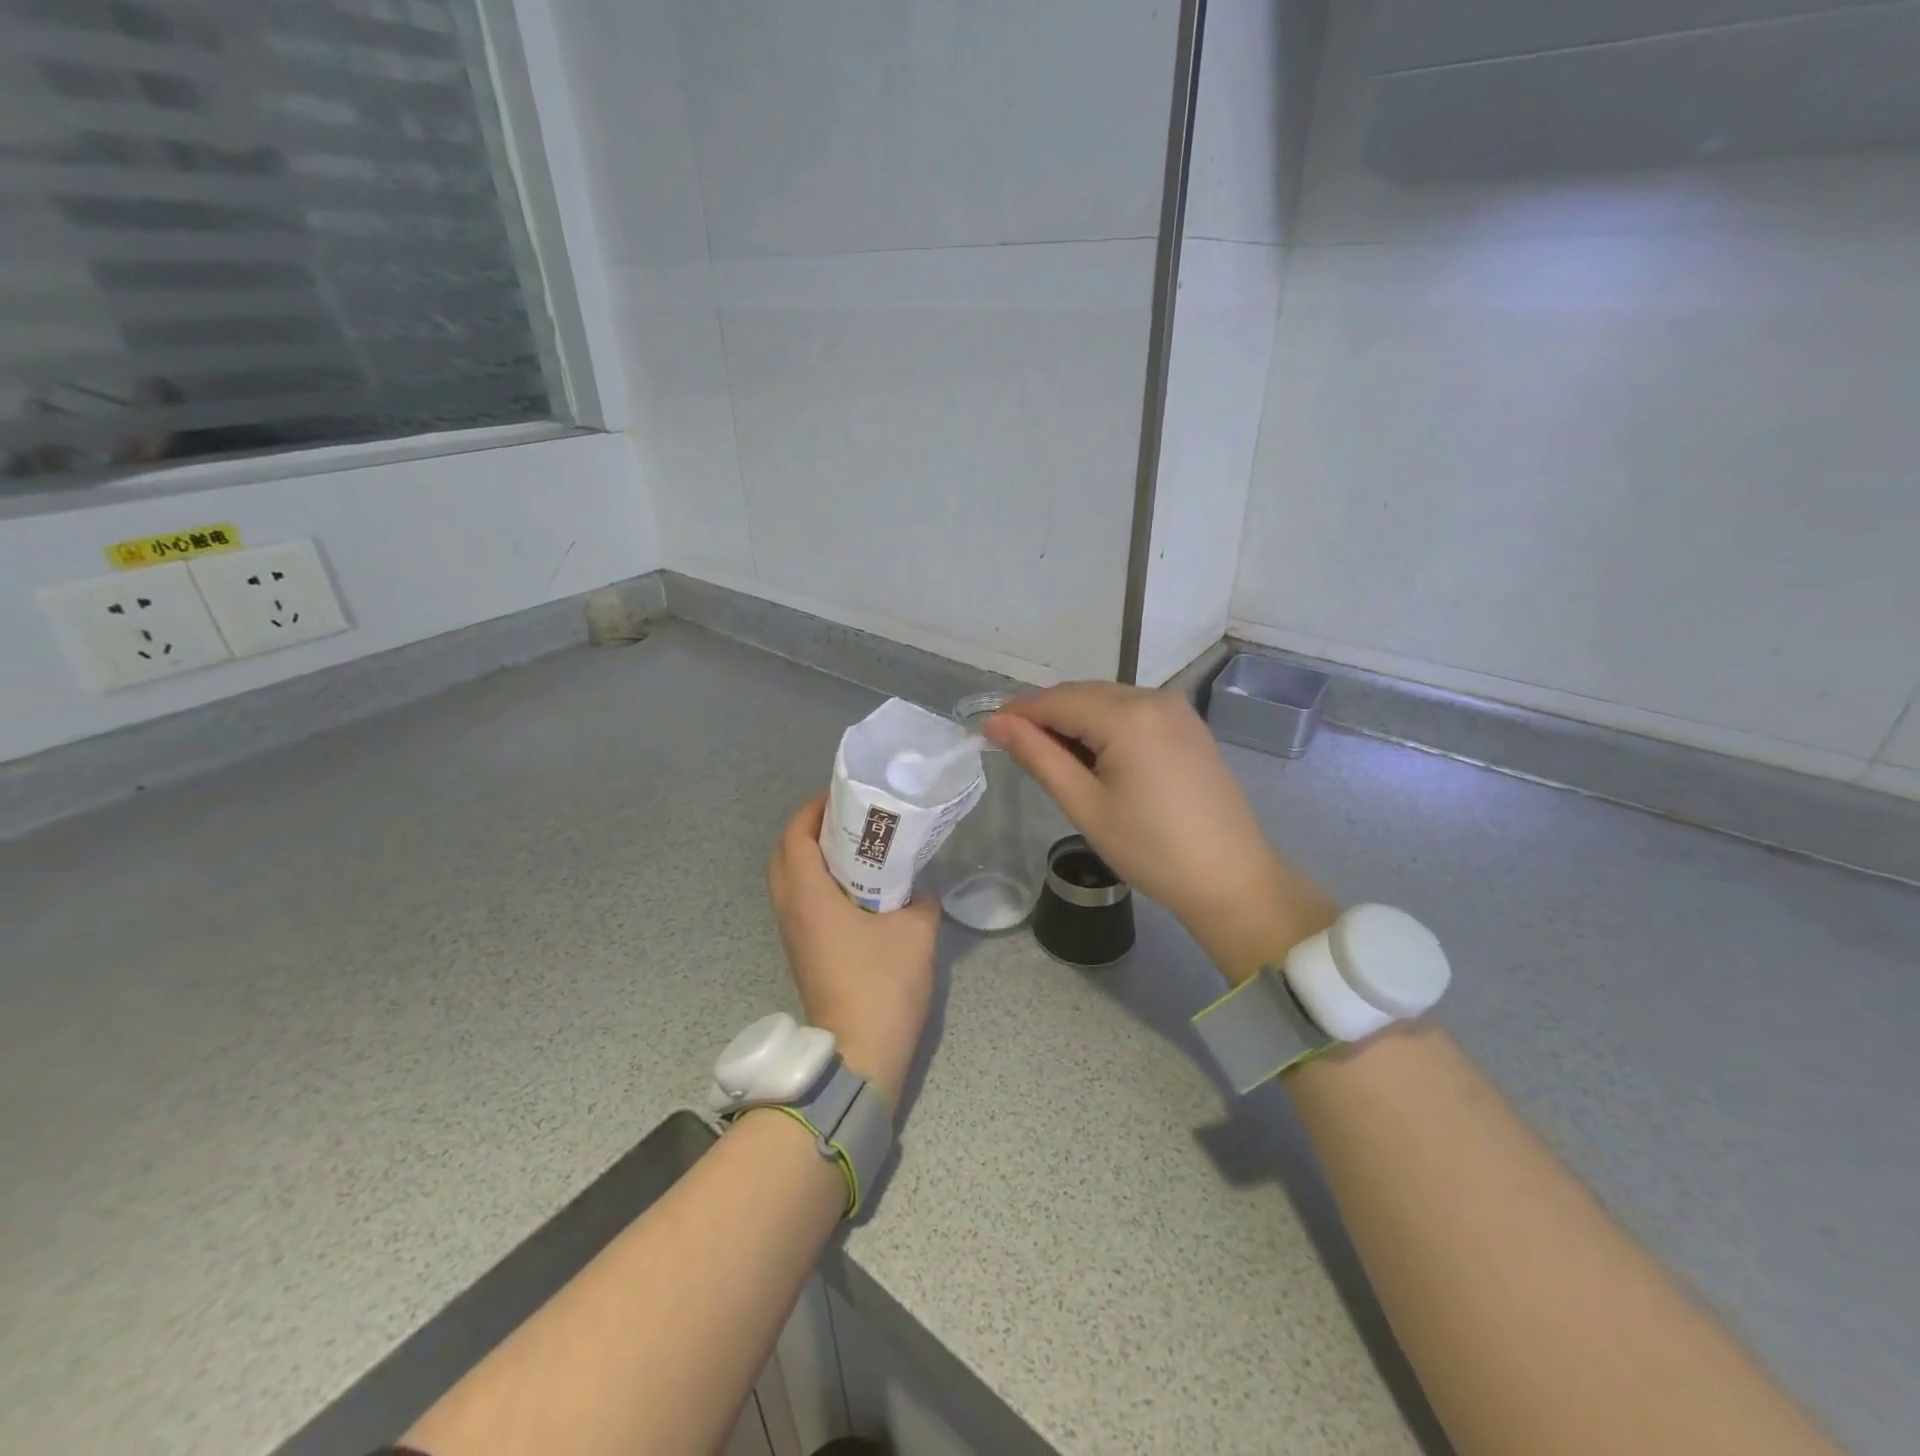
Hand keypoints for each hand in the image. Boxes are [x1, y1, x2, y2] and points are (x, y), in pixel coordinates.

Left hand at [768, 795, 937, 1110]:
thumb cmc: (883, 984)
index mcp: (810, 896)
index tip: (841, 797)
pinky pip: (799, 902)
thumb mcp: (917, 930)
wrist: (860, 1052)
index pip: (794, 837)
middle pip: (784, 855)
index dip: (812, 810)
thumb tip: (917, 886)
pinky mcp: (802, 953)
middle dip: (809, 830)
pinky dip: (816, 883)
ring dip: (811, 857)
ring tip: (853, 847)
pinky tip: (854, 889)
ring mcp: (793, 935)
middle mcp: (791, 910)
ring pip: (789, 880)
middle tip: (847, 819)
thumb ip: (919, 896)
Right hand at [983, 683, 1338, 982]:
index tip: (985, 733)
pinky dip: (1104, 727)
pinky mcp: (1188, 726)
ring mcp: (1176, 710)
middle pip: (1082, 694)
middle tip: (1014, 750)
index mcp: (1128, 715)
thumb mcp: (1085, 805)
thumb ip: (1038, 757)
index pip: (1056, 699)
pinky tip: (1093, 758)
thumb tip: (996, 724)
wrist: (1232, 879)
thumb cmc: (1152, 849)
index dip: (1018, 713)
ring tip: (1052, 761)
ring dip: (1074, 722)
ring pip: (1107, 701)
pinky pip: (1132, 712)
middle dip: (1045, 716)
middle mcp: (1154, 697)